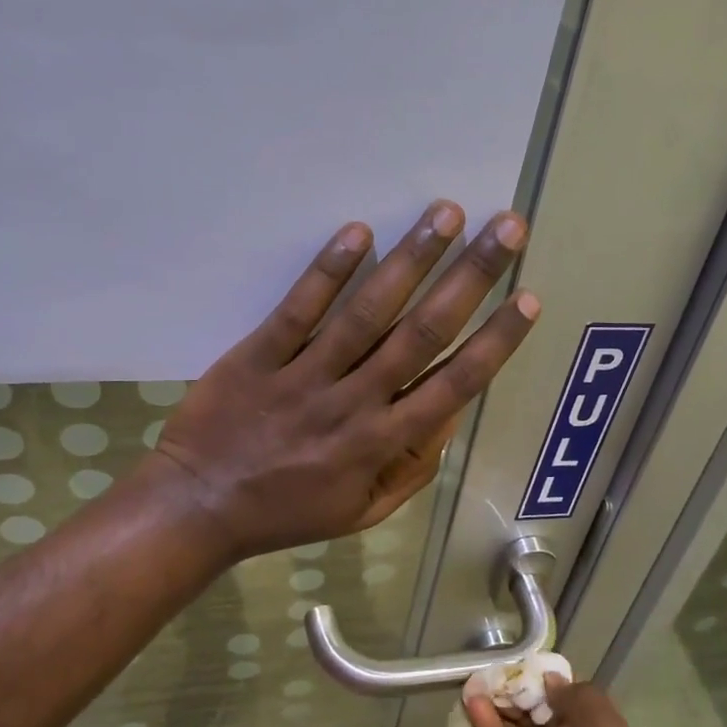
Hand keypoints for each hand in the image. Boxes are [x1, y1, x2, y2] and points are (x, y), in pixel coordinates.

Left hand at [149, 202, 537, 560]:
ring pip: (366, 313)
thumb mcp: (362, 511)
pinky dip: (328, 271)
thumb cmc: (287, 512)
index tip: (527, 298)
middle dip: (471, 277)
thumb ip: (412, 468)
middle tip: (506, 228)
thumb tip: (451, 415)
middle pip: (422, 332)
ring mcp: (304, 376)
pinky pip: (298, 310)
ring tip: (446, 214)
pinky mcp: (258, 356)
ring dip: (411, 260)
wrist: (199, 507)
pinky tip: (358, 232)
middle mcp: (353, 403)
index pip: (454, 384)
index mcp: (382, 443)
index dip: (496, 340)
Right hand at [467, 680, 709, 726]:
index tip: (528, 663)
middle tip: (495, 667)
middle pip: (549, 721)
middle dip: (525, 694)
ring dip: (503, 709)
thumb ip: (590, 713)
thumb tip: (556, 682)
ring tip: (477, 677)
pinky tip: (474, 705)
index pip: (583, 709)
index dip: (555, 686)